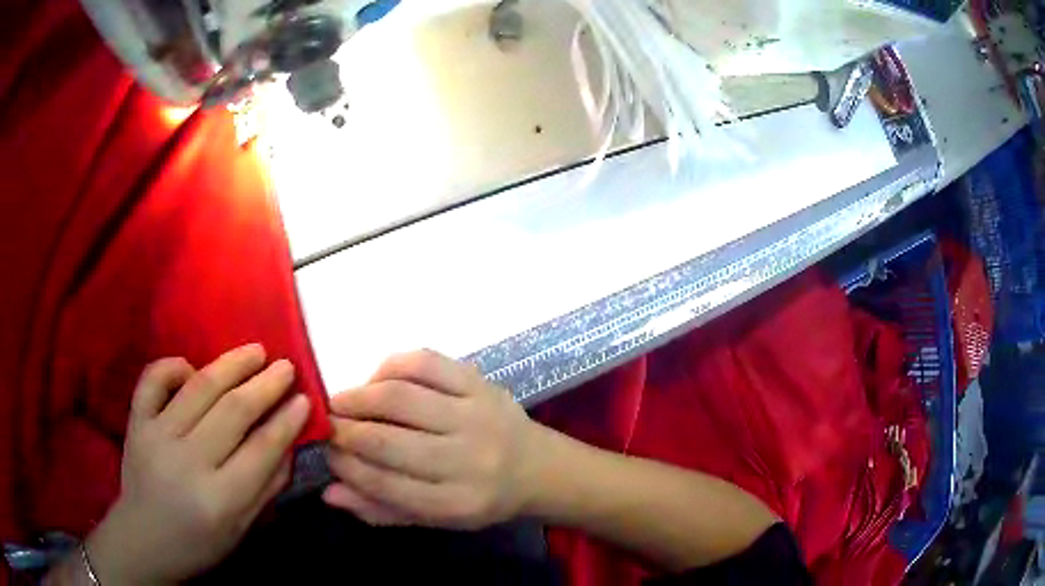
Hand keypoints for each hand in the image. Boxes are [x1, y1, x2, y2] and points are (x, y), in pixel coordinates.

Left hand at [85, 345, 309, 584]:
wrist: (144, 540)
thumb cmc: (199, 543)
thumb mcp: (242, 529)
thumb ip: (267, 487)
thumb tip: (288, 443)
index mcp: (220, 499)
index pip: (261, 449)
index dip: (286, 421)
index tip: (305, 398)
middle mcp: (188, 462)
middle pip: (233, 411)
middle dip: (265, 385)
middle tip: (286, 366)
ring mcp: (157, 436)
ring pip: (199, 387)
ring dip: (231, 364)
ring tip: (255, 351)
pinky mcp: (136, 421)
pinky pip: (154, 379)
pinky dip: (174, 365)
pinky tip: (192, 366)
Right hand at [323, 350, 543, 529]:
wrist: (539, 468)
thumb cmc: (481, 499)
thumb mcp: (436, 518)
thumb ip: (382, 510)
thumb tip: (329, 492)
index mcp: (456, 503)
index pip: (385, 485)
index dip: (346, 466)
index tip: (326, 453)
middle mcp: (466, 461)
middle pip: (387, 442)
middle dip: (345, 431)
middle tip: (326, 424)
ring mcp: (475, 417)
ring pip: (401, 398)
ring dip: (359, 397)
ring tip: (341, 401)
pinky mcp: (481, 384)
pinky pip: (427, 363)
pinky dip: (391, 365)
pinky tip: (378, 379)